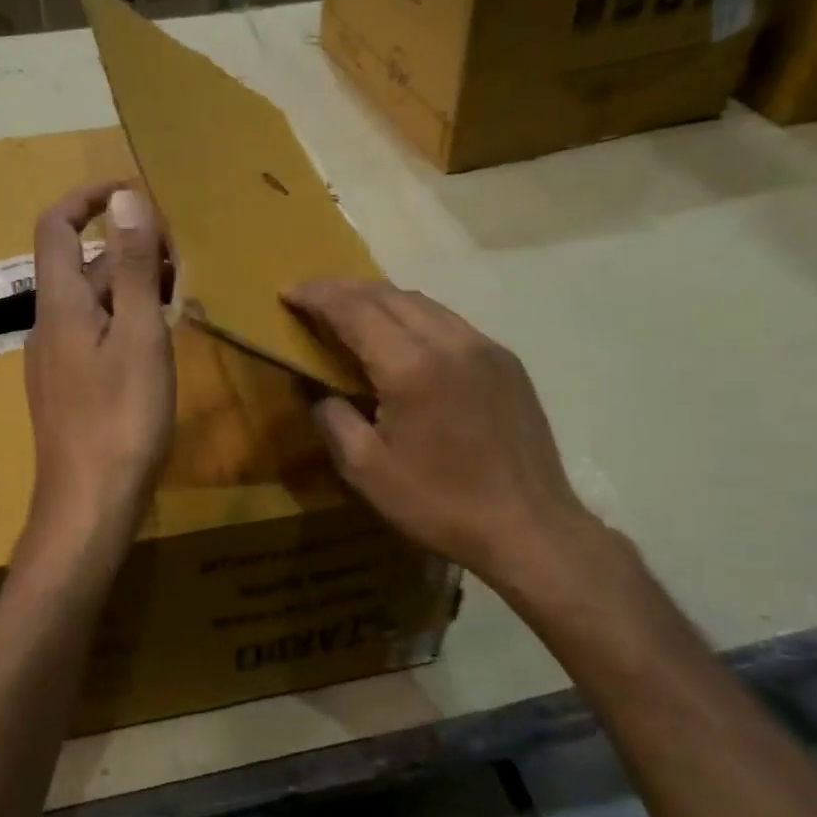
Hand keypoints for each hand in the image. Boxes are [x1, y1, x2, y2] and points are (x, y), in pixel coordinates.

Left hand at [22, 182, 174, 552]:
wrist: (89, 506)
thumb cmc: (120, 419)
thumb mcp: (138, 335)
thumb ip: (131, 267)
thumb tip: (125, 199)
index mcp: (59, 304)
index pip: (57, 226)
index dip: (88, 198)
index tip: (133, 190)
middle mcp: (48, 325)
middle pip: (80, 265)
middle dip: (126, 247)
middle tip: (181, 254)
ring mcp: (56, 362)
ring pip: (91, 304)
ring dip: (129, 286)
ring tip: (179, 292)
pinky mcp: (69, 392)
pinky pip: (94, 337)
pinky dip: (124, 321)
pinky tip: (157, 343)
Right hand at [285, 279, 616, 603]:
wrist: (528, 527)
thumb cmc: (439, 503)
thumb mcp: (367, 470)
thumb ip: (334, 419)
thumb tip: (319, 391)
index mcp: (411, 366)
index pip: (355, 310)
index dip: (318, 296)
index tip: (288, 292)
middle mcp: (450, 341)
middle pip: (388, 295)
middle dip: (344, 289)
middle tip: (312, 295)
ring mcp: (485, 347)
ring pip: (422, 303)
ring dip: (380, 298)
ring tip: (350, 309)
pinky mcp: (506, 362)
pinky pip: (449, 322)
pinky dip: (414, 316)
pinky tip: (401, 336)